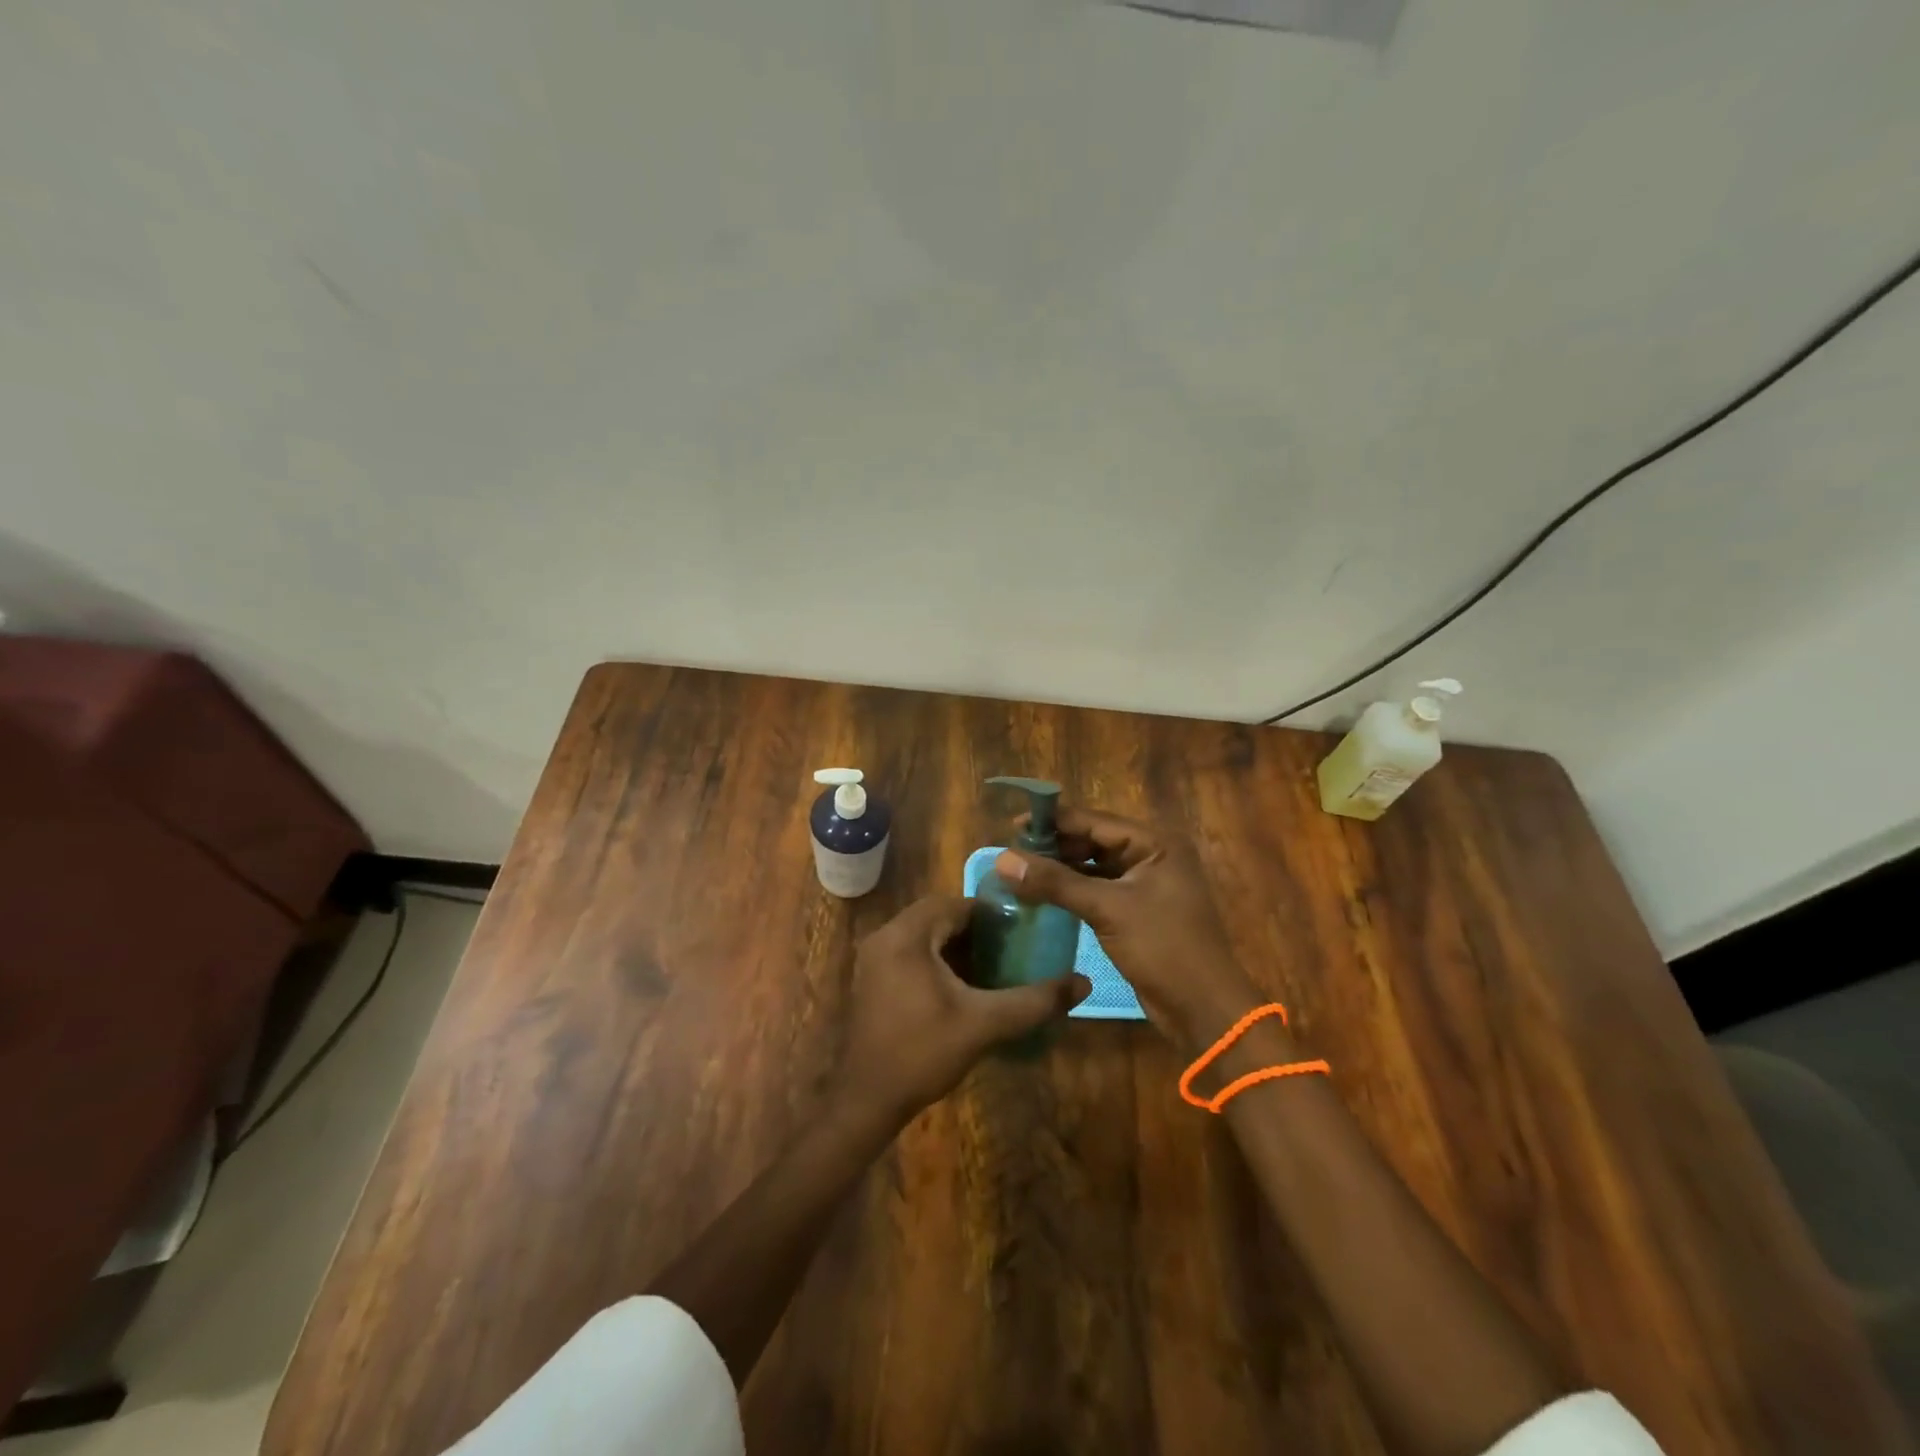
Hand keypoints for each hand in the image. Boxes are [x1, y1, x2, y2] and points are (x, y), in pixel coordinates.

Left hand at [832, 895, 1090, 1123]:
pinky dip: (935, 960)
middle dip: (974, 930)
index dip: (989, 914)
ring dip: (954, 945)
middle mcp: (884, 937)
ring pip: (922, 935)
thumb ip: (1033, 1001)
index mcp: (906, 936)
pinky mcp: (871, 980)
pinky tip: (960, 988)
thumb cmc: (923, 1053)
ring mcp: (873, 959)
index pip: (954, 904)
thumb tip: (1082, 983)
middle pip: (937, 916)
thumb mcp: (984, 1024)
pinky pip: (909, 954)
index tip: (1019, 931)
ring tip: (991, 966)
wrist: (867, 1100)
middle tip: (1008, 949)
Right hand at [994, 808, 1266, 1054]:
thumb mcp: (1106, 909)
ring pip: (1093, 867)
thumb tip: (1003, 859)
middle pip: (1093, 841)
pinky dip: (1072, 890)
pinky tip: (1043, 895)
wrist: (1203, 1008)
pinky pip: (1098, 890)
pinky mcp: (1137, 911)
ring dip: (1060, 869)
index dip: (1053, 821)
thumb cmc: (1163, 947)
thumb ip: (1055, 882)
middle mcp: (1152, 856)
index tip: (1012, 827)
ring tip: (1020, 872)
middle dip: (1054, 846)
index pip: (1094, 821)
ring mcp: (1146, 885)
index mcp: (1155, 843)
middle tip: (1012, 853)